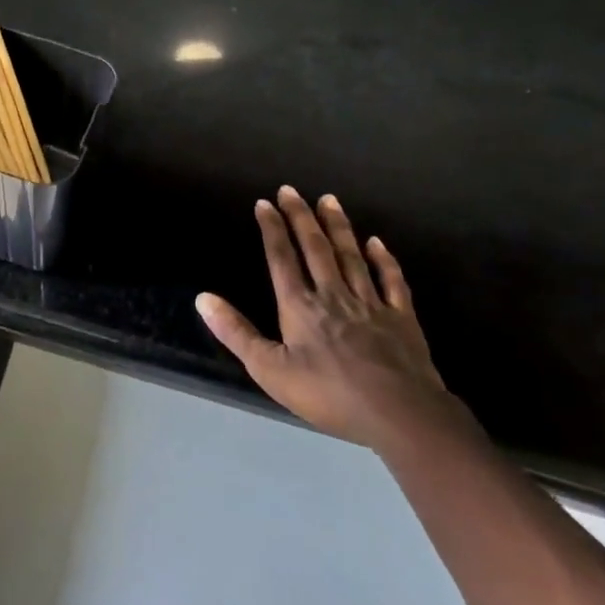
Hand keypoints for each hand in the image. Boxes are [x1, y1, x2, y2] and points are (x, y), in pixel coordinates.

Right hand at [197, 187, 462, 453]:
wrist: (400, 415)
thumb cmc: (328, 394)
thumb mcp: (270, 370)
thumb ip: (236, 332)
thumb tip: (202, 298)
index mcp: (300, 306)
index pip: (281, 258)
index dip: (272, 229)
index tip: (264, 203)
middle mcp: (332, 295)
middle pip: (315, 248)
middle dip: (301, 217)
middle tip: (291, 190)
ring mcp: (370, 304)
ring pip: (351, 257)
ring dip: (338, 227)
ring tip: (329, 200)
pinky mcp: (401, 319)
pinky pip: (391, 281)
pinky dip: (384, 260)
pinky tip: (377, 243)